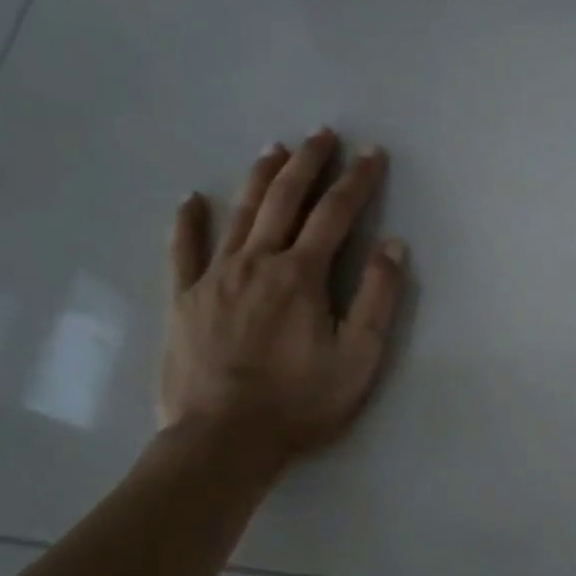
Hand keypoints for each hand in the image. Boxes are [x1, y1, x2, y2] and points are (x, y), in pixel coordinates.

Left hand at [158, 129, 406, 469]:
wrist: (223, 441)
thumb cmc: (300, 402)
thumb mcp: (359, 356)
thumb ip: (377, 297)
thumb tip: (392, 244)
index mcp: (302, 274)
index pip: (336, 214)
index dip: (357, 180)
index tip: (372, 153)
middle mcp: (257, 262)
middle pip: (285, 200)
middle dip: (308, 163)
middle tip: (322, 134)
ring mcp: (214, 278)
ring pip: (239, 214)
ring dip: (259, 178)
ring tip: (274, 149)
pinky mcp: (183, 300)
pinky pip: (183, 250)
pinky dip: (187, 222)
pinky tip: (191, 199)